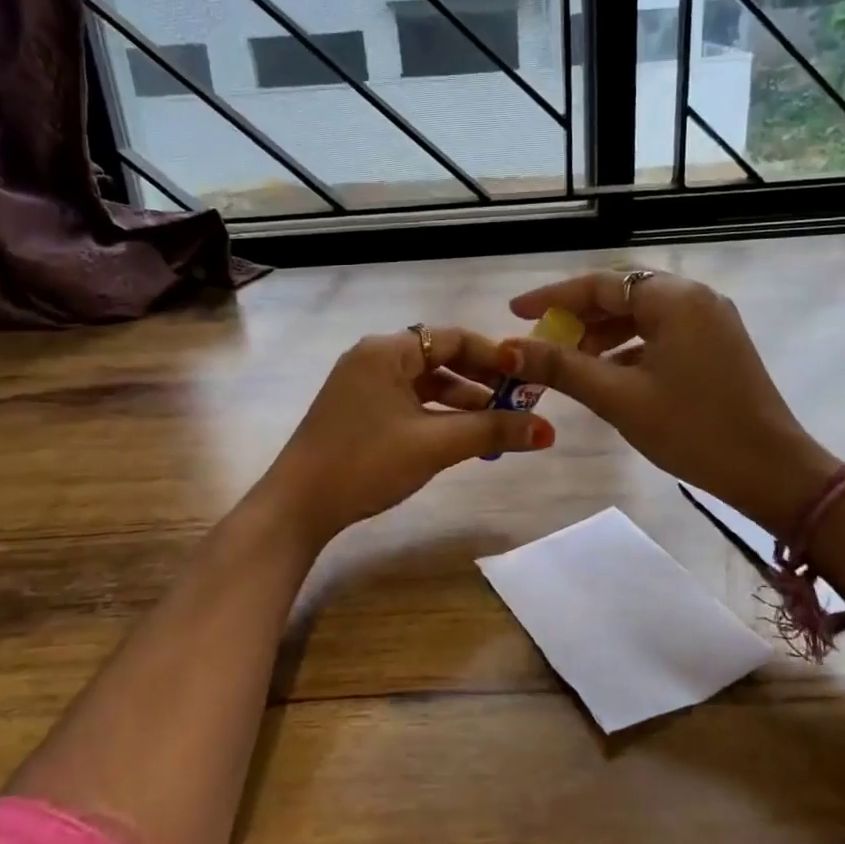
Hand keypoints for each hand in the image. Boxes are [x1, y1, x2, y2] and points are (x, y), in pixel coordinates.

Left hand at [257, 327, 553, 549]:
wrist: (297, 506)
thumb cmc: (365, 463)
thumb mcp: (434, 445)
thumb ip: (492, 431)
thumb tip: (547, 430)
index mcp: (387, 351)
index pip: (453, 338)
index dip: (494, 356)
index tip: (527, 378)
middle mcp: (373, 358)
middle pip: (440, 358)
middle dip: (481, 381)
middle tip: (518, 404)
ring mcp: (361, 384)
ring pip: (424, 383)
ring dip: (461, 401)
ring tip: (496, 426)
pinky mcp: (358, 410)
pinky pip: (408, 401)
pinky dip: (436, 414)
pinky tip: (460, 437)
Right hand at [499, 271, 837, 530]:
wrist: (771, 472)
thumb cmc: (692, 430)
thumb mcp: (619, 398)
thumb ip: (561, 367)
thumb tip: (507, 350)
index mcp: (674, 299)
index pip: (600, 284)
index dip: (553, 298)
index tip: (516, 312)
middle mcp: (695, 298)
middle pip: (622, 294)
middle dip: (577, 317)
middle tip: (540, 339)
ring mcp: (710, 321)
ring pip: (641, 315)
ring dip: (602, 334)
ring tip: (567, 361)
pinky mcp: (716, 345)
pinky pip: (660, 333)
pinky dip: (629, 348)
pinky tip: (606, 374)